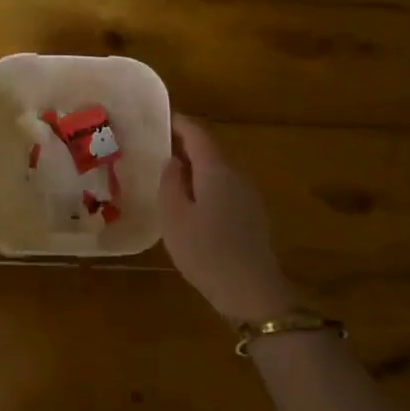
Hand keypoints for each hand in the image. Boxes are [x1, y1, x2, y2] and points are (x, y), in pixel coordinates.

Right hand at [158, 116, 297, 322]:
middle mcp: (236, 174)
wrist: (251, 290)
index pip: (198, 133)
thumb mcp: (174, 217)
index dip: (178, 123)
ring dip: (196, 167)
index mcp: (216, 169)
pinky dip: (206, 185)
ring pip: (218, 169)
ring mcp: (248, 194)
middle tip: (157, 149)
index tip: (158, 120)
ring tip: (169, 176)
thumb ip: (170, 183)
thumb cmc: (206, 251)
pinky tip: (192, 203)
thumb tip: (172, 160)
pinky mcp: (252, 214)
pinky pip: (225, 187)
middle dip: (185, 145)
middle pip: (210, 149)